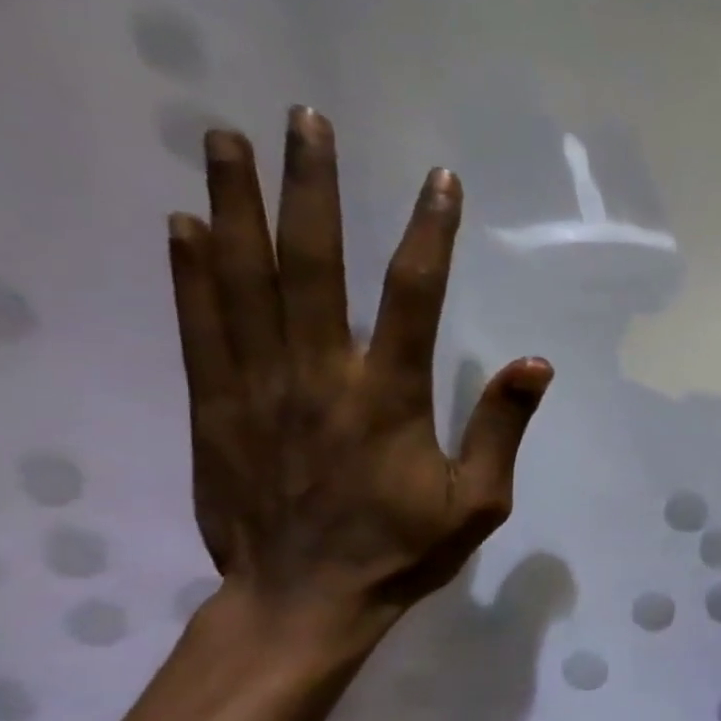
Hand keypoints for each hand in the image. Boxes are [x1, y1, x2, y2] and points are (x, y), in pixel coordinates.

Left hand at [167, 107, 550, 630]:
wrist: (304, 600)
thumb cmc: (404, 551)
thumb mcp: (479, 501)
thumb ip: (502, 428)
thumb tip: (537, 363)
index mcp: (389, 399)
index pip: (413, 297)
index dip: (428, 233)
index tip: (438, 180)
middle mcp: (319, 377)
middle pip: (311, 265)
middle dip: (310, 187)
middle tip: (305, 120)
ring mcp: (258, 387)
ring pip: (243, 281)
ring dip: (234, 204)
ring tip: (225, 138)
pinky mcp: (215, 407)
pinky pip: (200, 326)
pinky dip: (190, 271)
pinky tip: (184, 224)